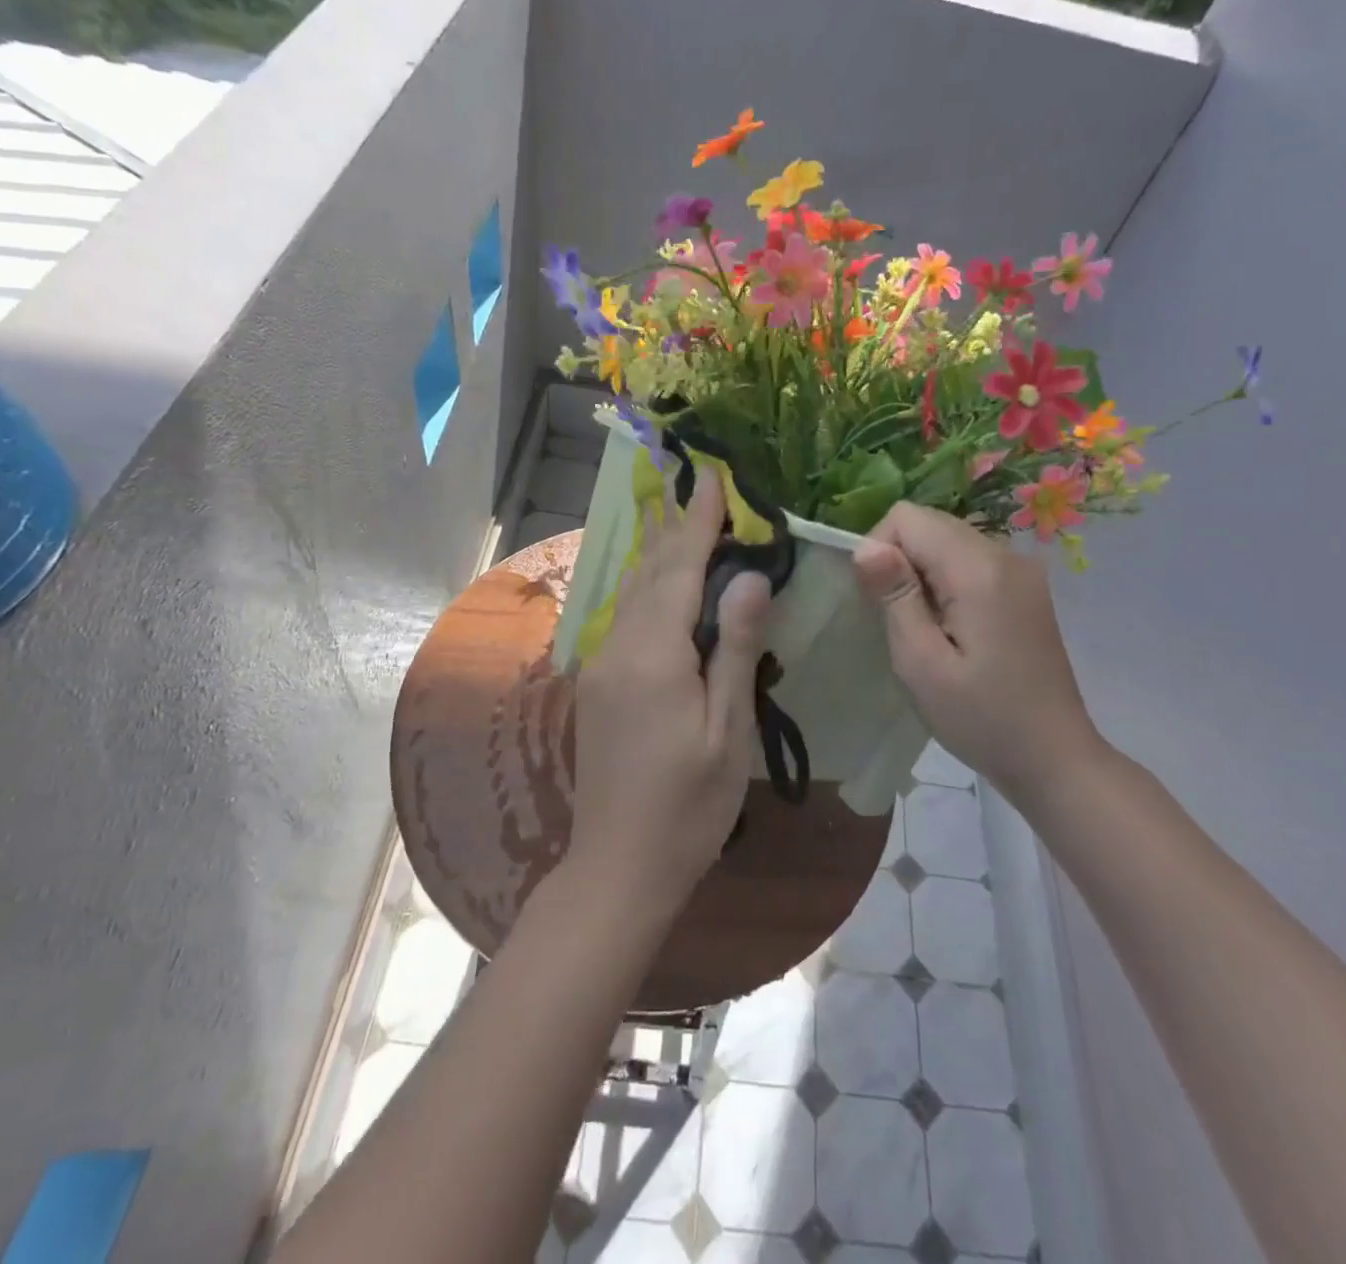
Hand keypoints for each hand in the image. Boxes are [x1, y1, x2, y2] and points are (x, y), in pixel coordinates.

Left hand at [567, 467, 772, 920]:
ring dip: (660, 555)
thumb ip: (734, 649)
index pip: (678, 569)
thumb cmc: (689, 806)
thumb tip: (749, 578)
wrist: (619, 865)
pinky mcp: (596, 685)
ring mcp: (600, 666)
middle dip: (678, 530)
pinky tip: (661, 585)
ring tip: (684, 523)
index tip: (714, 479)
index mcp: (652, 655)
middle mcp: (618, 647)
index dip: (699, 523)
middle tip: (703, 491)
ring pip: (632, 593)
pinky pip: (625, 618)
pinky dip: (649, 588)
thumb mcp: (728, 731)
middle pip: (649, 573)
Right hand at [853, 502, 1105, 812]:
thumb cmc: (981, 718)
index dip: (879, 549)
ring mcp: (1021, 570)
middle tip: (902, 621)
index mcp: (979, 570)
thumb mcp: (921, 663)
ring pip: (948, 540)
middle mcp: (1005, 555)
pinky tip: (952, 628)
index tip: (879, 602)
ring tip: (927, 628)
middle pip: (930, 523)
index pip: (908, 517)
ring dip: (922, 573)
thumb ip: (895, 597)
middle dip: (900, 560)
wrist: (1054, 758)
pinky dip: (946, 581)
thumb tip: (865, 547)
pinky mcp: (1026, 588)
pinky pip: (969, 560)